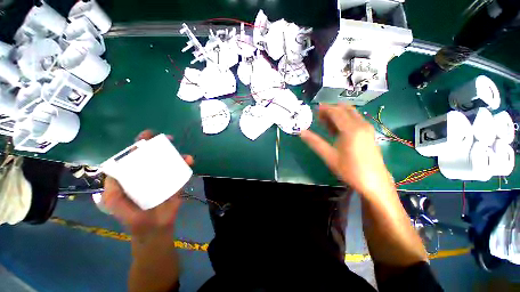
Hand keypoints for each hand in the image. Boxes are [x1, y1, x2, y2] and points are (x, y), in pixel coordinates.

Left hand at [102, 130, 193, 238]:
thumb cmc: (133, 216)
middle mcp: (150, 173)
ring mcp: (165, 177)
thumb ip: (111, 187)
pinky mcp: (177, 182)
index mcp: (134, 176)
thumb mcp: (115, 203)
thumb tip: (116, 168)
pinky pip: (182, 170)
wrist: (154, 228)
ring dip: (177, 154)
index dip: (140, 145)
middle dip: (161, 145)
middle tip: (168, 139)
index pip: (136, 156)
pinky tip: (189, 160)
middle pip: (155, 156)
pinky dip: (187, 164)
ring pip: (171, 161)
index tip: (147, 135)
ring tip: (181, 152)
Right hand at [300, 104, 392, 195]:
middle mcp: (361, 124)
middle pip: (344, 109)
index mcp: (351, 129)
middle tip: (318, 116)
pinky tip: (335, 129)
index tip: (313, 109)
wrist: (374, 183)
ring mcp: (367, 128)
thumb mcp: (329, 156)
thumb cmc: (350, 170)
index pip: (336, 112)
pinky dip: (344, 120)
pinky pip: (355, 120)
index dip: (324, 108)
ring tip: (324, 122)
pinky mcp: (368, 134)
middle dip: (331, 109)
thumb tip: (301, 132)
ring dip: (337, 114)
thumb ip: (314, 142)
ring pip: (350, 114)